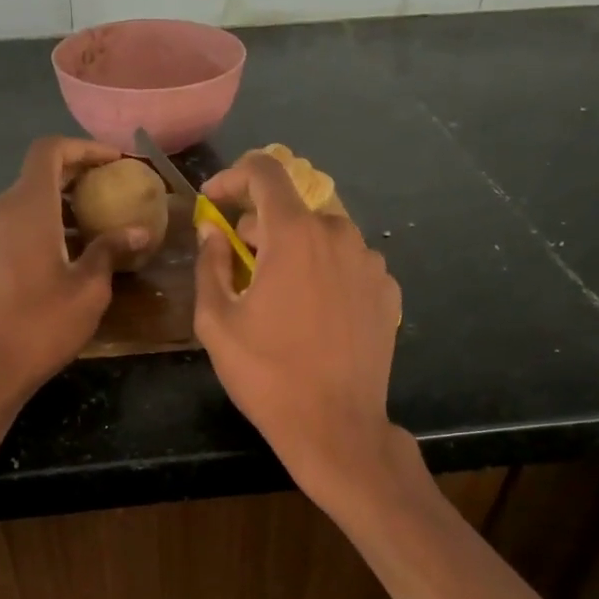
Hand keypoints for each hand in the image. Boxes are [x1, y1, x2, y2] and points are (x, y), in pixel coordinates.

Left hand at [0, 136, 152, 408]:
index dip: (85, 148)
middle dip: (78, 173)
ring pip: (28, 198)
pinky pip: (17, 222)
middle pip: (39, 172)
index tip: (117, 163)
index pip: (50, 150)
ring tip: (98, 221)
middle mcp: (2, 210)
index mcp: (29, 207)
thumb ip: (111, 250)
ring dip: (63, 200)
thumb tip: (140, 230)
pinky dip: (46, 221)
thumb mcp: (89, 288)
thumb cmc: (41, 325)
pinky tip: (69, 250)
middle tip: (115, 189)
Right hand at [194, 151, 403, 503]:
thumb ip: (209, 264)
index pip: (265, 172)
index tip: (215, 201)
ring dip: (295, 252)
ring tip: (278, 297)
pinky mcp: (388, 292)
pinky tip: (314, 315)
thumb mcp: (217, 321)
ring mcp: (371, 264)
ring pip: (323, 237)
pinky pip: (348, 265)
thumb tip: (211, 230)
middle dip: (260, 229)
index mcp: (295, 235)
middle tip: (239, 269)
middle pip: (292, 210)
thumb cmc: (267, 374)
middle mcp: (340, 235)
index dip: (233, 177)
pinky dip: (325, 274)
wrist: (335, 426)